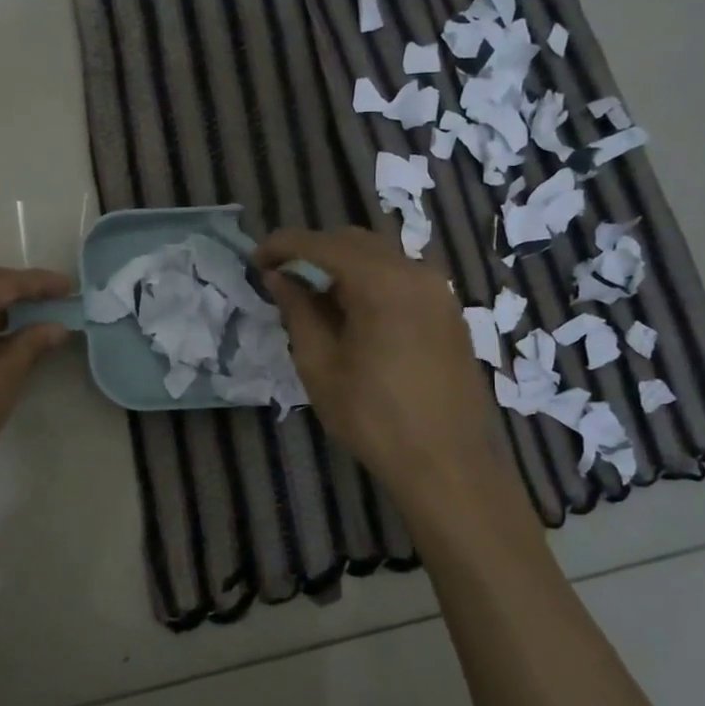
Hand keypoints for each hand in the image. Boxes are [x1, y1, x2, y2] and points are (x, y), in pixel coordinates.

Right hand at [257, 227, 499, 501]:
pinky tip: (353, 314)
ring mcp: (439, 291)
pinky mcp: (449, 312)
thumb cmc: (373, 418)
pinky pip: (402, 279)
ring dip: (343, 267)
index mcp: (382, 282)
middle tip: (282, 279)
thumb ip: (298, 312)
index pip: (322, 244)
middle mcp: (415, 273)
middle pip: (355, 243)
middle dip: (314, 253)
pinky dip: (371, 282)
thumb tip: (279, 278)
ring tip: (314, 298)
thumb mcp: (320, 365)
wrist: (447, 463)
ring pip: (381, 258)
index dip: (283, 246)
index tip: (255, 261)